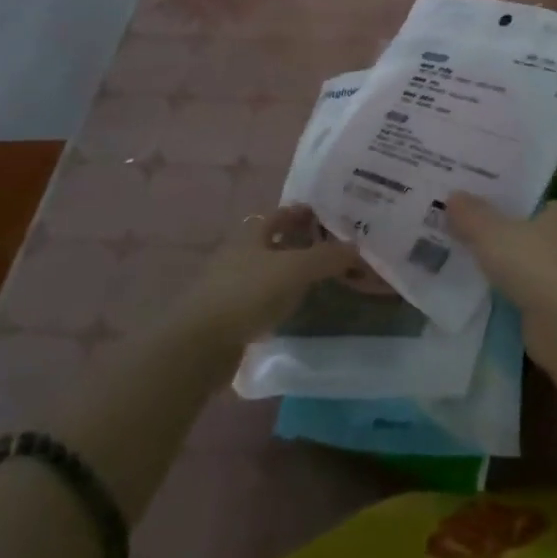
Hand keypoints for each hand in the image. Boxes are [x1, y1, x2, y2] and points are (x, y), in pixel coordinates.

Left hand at [173, 206, 359, 349]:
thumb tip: (356, 248)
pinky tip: (292, 306)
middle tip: (329, 248)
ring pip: (267, 269)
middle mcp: (240, 252)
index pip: (282, 214)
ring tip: (316, 277)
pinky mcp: (228, 314)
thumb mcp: (296, 269)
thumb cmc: (248, 293)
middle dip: (298, 241)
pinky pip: (260, 297)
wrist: (200, 344)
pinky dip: (277, 296)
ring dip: (288, 270)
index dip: (303, 213)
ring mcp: (230, 283)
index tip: (328, 217)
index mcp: (253, 233)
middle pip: (273, 240)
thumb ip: (328, 257)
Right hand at [446, 194, 556, 381]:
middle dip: (505, 236)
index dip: (508, 203)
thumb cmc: (534, 264)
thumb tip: (453, 196)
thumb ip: (471, 215)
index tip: (480, 207)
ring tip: (471, 262)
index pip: (535, 202)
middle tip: (468, 232)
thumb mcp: (492, 232)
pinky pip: (529, 291)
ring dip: (508, 267)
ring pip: (530, 264)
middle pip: (531, 233)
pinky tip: (486, 292)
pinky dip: (512, 292)